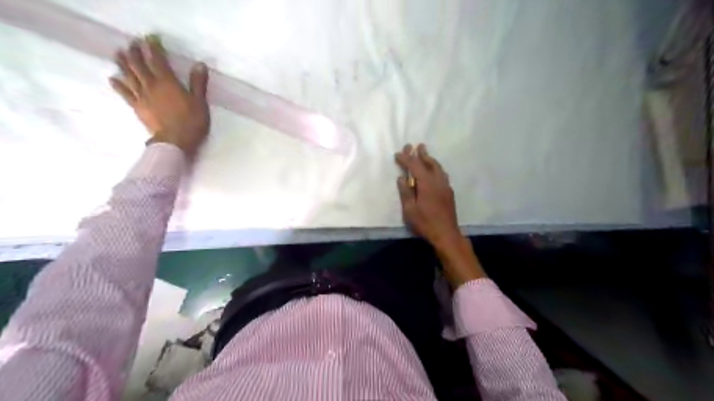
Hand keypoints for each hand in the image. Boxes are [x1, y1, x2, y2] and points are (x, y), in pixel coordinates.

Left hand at [108, 36, 209, 155]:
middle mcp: (151, 85)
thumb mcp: (200, 102)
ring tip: (118, 53)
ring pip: (129, 75)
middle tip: (132, 43)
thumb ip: (198, 83)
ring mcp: (142, 96)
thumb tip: (199, 64)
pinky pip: (125, 94)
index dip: (153, 48)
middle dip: (135, 52)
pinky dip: (118, 85)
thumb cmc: (192, 121)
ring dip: (123, 63)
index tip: (150, 38)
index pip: (158, 60)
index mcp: (168, 82)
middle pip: (139, 65)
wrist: (175, 141)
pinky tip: (113, 78)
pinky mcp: (137, 107)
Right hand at [394, 144, 488, 284]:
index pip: (414, 166)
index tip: (398, 153)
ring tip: (425, 154)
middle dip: (421, 154)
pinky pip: (442, 174)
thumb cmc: (425, 223)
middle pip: (429, 163)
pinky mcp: (449, 192)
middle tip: (415, 145)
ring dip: (430, 159)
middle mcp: (437, 181)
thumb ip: (406, 192)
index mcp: (426, 183)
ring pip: (438, 168)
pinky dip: (436, 168)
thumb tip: (401, 177)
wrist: (446, 234)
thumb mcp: (410, 210)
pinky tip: (434, 171)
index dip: (406, 158)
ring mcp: (445, 186)